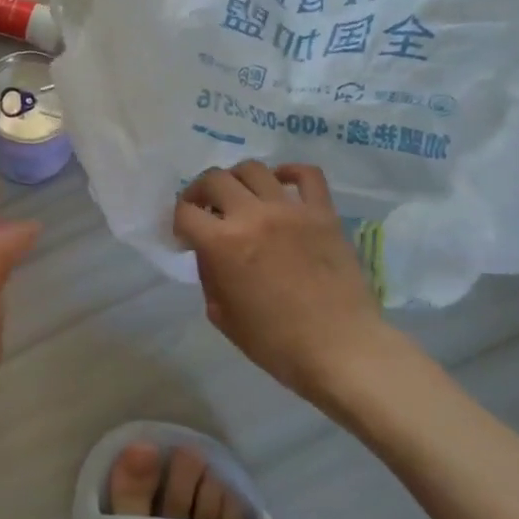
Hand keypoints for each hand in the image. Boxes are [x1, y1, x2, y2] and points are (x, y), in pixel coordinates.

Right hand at [173, 161, 391, 408]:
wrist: (340, 350)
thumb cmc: (276, 343)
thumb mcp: (223, 316)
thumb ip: (209, 276)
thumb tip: (209, 252)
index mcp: (222, 244)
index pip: (185, 211)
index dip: (178, 221)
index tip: (185, 234)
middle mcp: (252, 215)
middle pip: (214, 179)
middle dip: (201, 192)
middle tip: (206, 210)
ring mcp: (290, 210)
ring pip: (253, 169)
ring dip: (237, 179)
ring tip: (240, 196)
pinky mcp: (323, 212)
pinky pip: (306, 174)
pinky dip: (289, 172)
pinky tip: (280, 183)